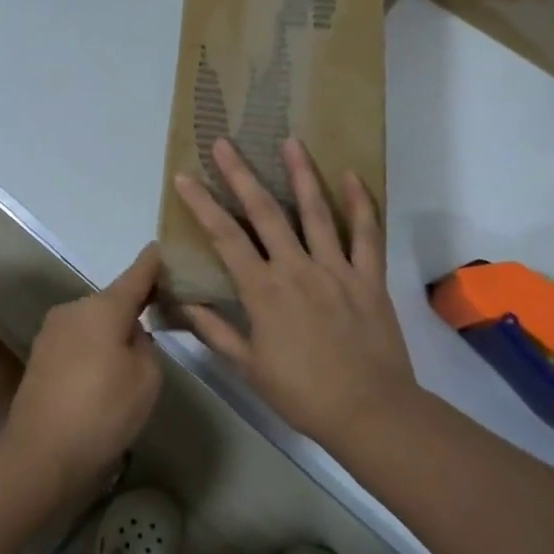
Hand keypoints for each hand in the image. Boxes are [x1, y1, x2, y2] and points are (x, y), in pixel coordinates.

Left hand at [0, 244, 163, 493]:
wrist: (40, 454)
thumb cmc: (102, 411)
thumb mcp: (146, 378)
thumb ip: (145, 344)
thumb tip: (129, 334)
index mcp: (103, 307)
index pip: (136, 275)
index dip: (153, 263)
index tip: (162, 247)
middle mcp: (74, 309)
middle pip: (113, 302)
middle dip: (133, 311)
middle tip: (157, 331)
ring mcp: (52, 331)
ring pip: (94, 323)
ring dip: (111, 334)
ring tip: (127, 369)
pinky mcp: (40, 355)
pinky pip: (77, 341)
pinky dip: (93, 351)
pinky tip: (100, 381)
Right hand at [174, 137, 414, 446]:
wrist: (369, 412)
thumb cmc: (302, 393)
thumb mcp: (249, 367)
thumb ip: (216, 331)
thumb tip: (183, 303)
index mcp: (263, 291)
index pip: (225, 238)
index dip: (202, 205)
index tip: (185, 177)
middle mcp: (296, 269)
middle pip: (265, 212)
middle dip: (241, 174)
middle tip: (225, 142)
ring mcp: (336, 269)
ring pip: (315, 212)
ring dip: (300, 174)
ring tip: (290, 141)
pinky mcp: (369, 277)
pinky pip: (365, 234)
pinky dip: (360, 204)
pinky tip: (351, 176)